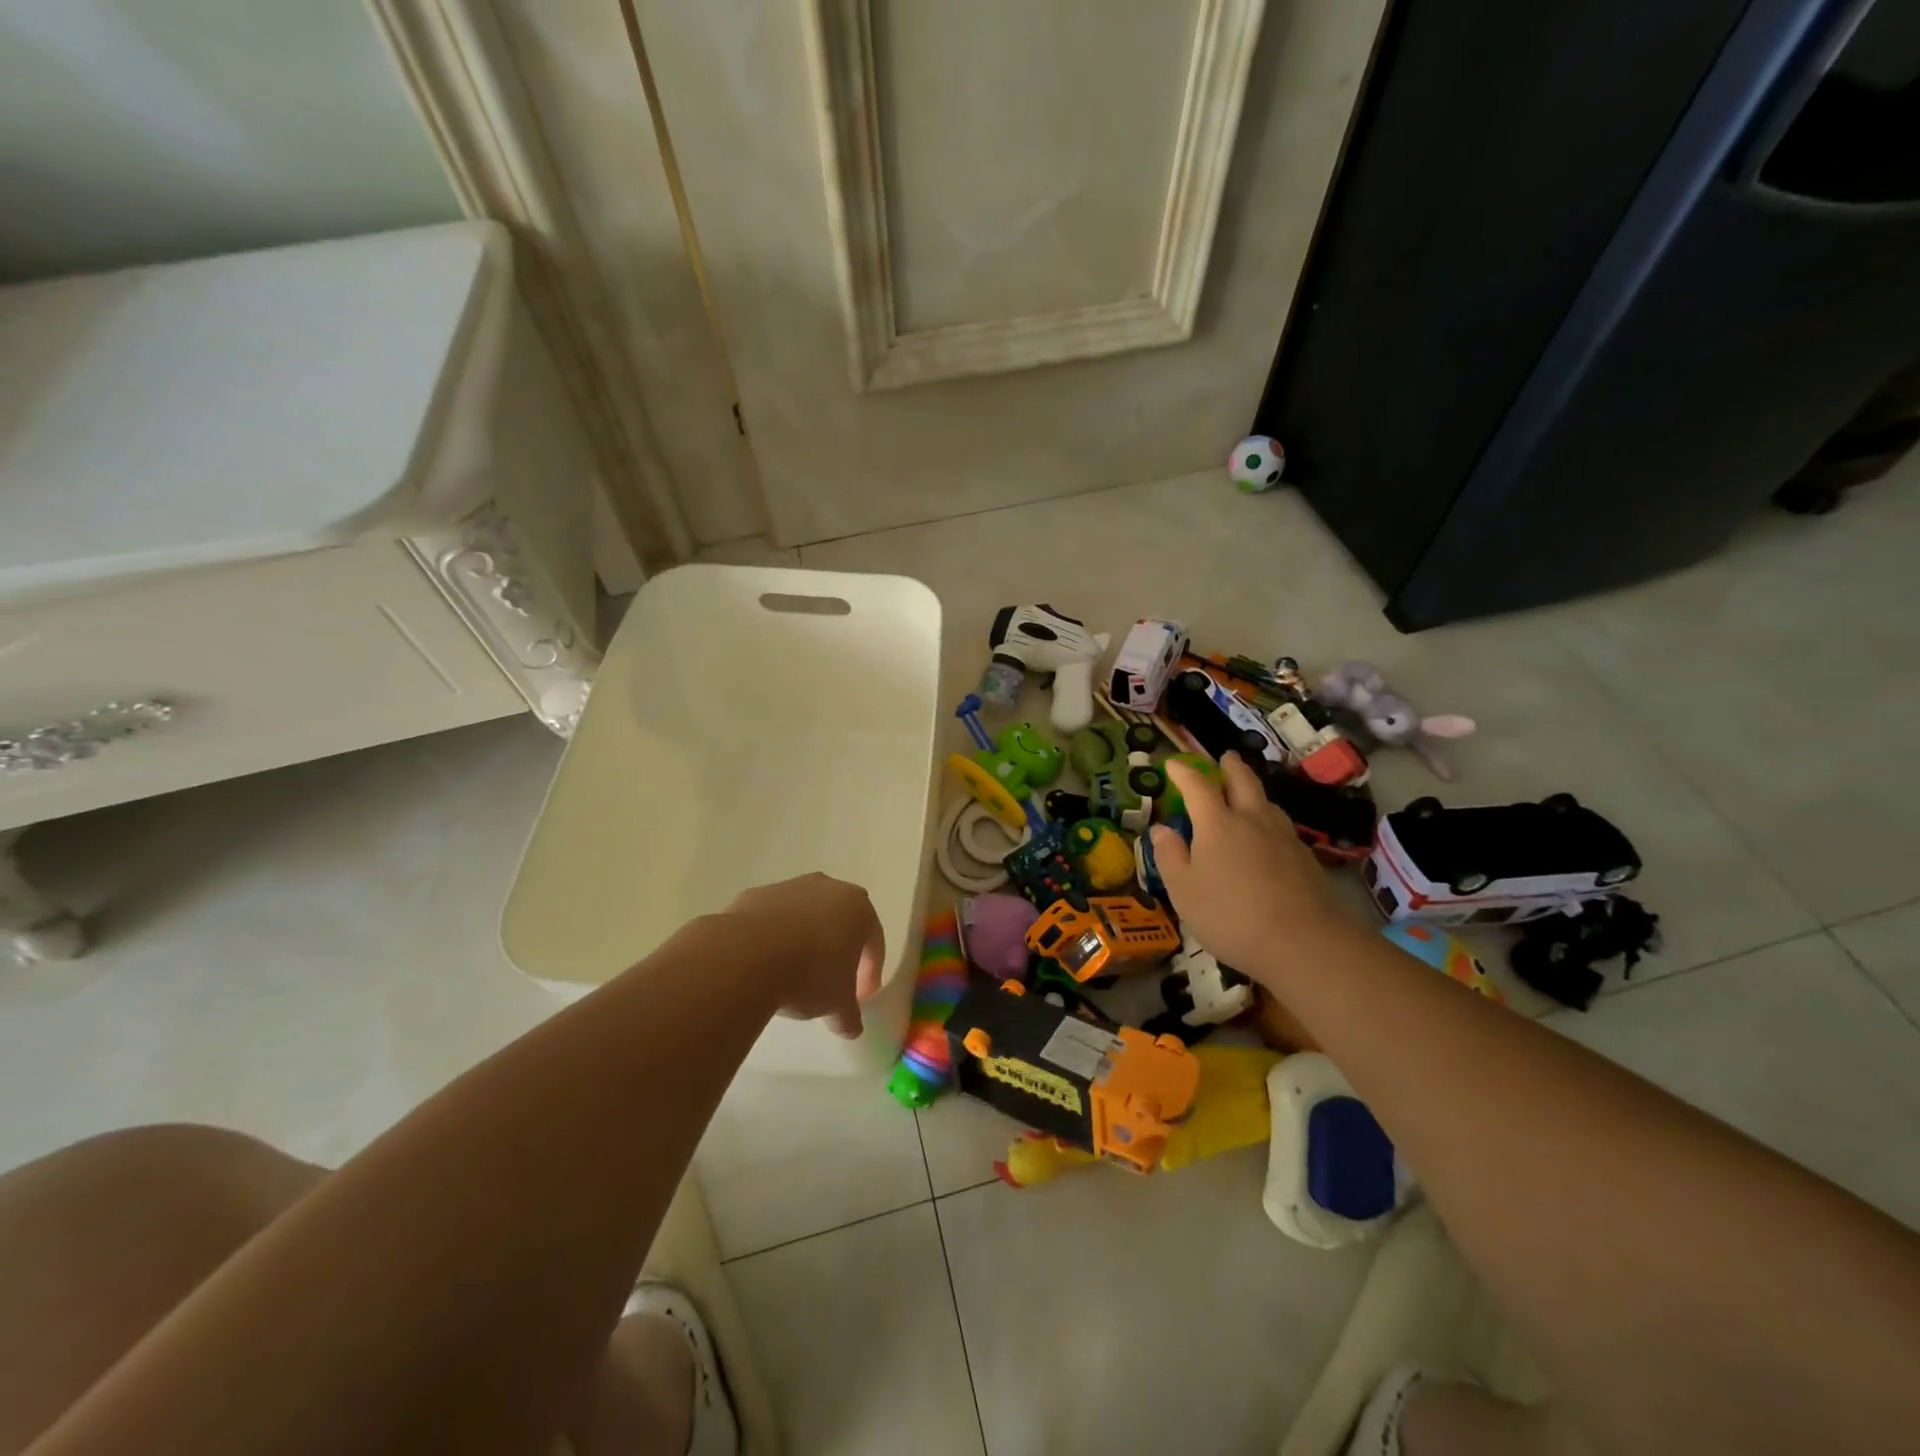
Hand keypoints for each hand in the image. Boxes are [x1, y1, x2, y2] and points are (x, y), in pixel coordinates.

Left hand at [722, 873, 885, 1037]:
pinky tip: (764, 961)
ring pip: (806, 913)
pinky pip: (773, 916)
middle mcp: (828, 888)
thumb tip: (851, 1028)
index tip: (861, 996)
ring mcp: (790, 887)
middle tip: (831, 977)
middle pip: (841, 918)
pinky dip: (774, 935)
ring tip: (794, 970)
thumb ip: (849, 1015)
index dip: (870, 970)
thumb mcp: (837, 1004)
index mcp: (858, 909)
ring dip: (805, 937)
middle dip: (839, 945)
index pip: (874, 940)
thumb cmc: (809, 975)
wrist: (747, 955)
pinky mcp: (757, 894)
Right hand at [1149, 754, 1347, 983]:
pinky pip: (1281, 825)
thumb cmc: (1230, 915)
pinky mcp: (1304, 857)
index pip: (1197, 786)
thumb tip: (1161, 829)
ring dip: (1253, 790)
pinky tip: (1267, 836)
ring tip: (1246, 794)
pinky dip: (1268, 819)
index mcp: (1217, 823)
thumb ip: (1170, 856)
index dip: (1183, 771)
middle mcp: (1252, 819)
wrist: (1303, 942)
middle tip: (1224, 757)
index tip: (1172, 763)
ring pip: (1266, 801)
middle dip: (1230, 766)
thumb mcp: (1183, 890)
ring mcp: (1283, 837)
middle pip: (1243, 780)